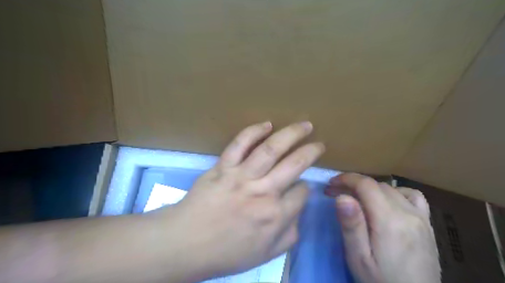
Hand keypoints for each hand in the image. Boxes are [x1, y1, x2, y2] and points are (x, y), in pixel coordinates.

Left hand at [157, 120, 322, 279]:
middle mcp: (264, 192)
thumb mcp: (266, 255)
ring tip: (305, 125)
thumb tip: (298, 212)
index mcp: (275, 215)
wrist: (186, 243)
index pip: (302, 192)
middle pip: (295, 164)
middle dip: (311, 151)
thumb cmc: (226, 252)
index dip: (305, 187)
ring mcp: (242, 176)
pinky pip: (240, 144)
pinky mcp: (223, 166)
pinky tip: (267, 124)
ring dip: (292, 134)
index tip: (301, 185)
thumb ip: (289, 235)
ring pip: (272, 149)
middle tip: (319, 144)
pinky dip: (254, 132)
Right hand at [326, 172, 440, 282]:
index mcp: (389, 221)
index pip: (366, 185)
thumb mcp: (359, 258)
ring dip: (371, 188)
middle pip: (377, 185)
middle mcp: (408, 213)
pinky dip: (395, 192)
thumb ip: (352, 226)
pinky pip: (413, 196)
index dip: (346, 179)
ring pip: (391, 188)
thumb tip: (342, 197)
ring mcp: (421, 217)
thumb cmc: (381, 281)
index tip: (331, 183)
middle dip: (353, 184)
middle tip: (336, 193)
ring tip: (358, 198)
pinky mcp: (427, 223)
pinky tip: (387, 202)